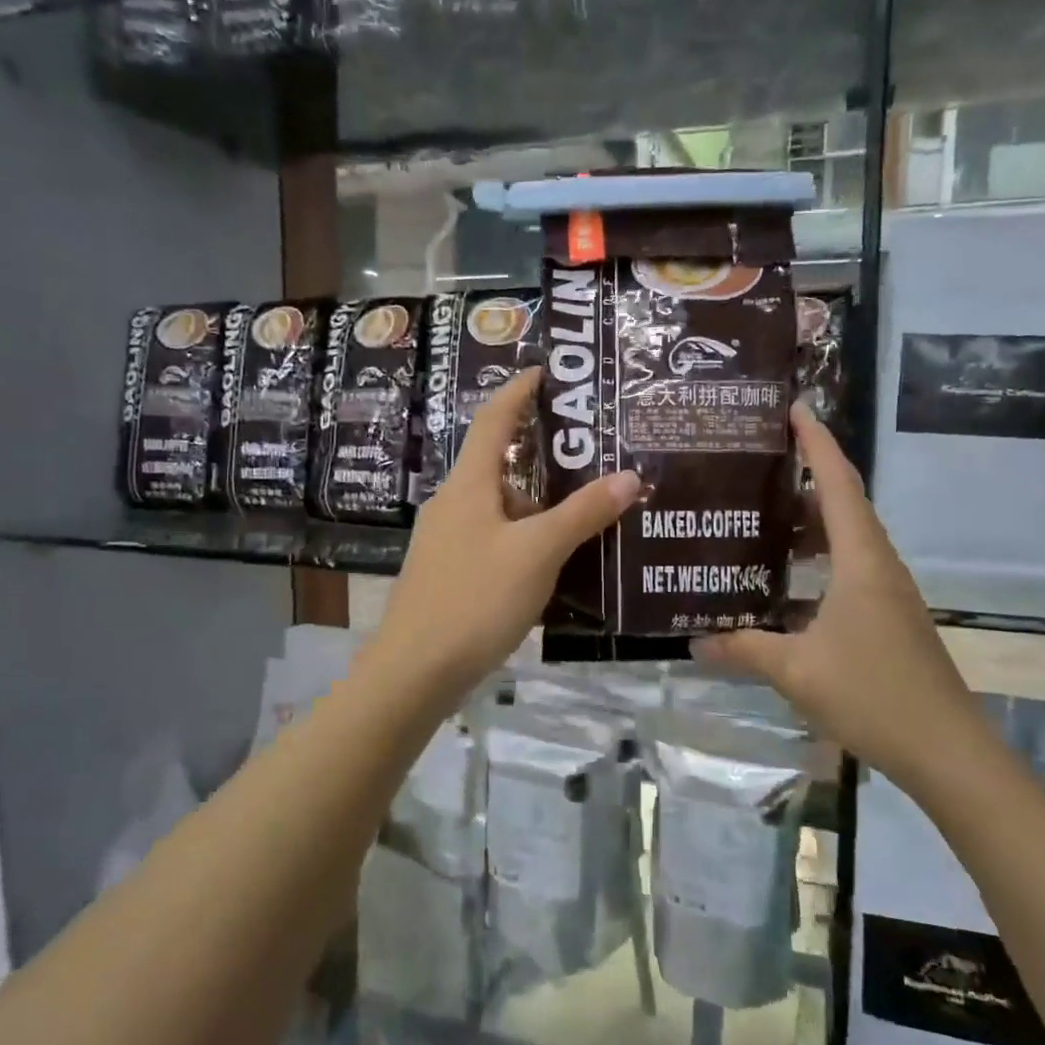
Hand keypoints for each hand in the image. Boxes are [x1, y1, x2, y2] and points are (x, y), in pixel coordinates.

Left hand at [372, 368, 639, 709]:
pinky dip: (526, 541)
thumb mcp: (537, 552)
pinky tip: (554, 564)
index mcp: (468, 485)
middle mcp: (453, 504)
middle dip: (545, 461)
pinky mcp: (448, 574)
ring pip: (501, 510)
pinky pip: (495, 541)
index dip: (518, 391)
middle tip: (593, 459)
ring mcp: (447, 542)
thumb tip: (629, 476)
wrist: (414, 672)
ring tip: (588, 518)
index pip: (492, 421)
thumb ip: (583, 514)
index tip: (547, 372)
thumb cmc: (475, 599)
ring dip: (540, 510)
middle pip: (501, 468)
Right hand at [693, 404, 988, 785]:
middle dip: (808, 477)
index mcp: (861, 561)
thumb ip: (743, 649)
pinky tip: (786, 583)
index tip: (794, 408)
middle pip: (845, 504)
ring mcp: (889, 593)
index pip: (839, 483)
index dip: (817, 442)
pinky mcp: (889, 618)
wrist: (947, 751)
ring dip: (812, 522)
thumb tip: (694, 640)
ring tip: (764, 518)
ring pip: (848, 539)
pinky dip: (819, 560)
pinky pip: (850, 570)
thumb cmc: (873, 694)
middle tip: (759, 465)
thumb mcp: (795, 671)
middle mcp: (879, 566)